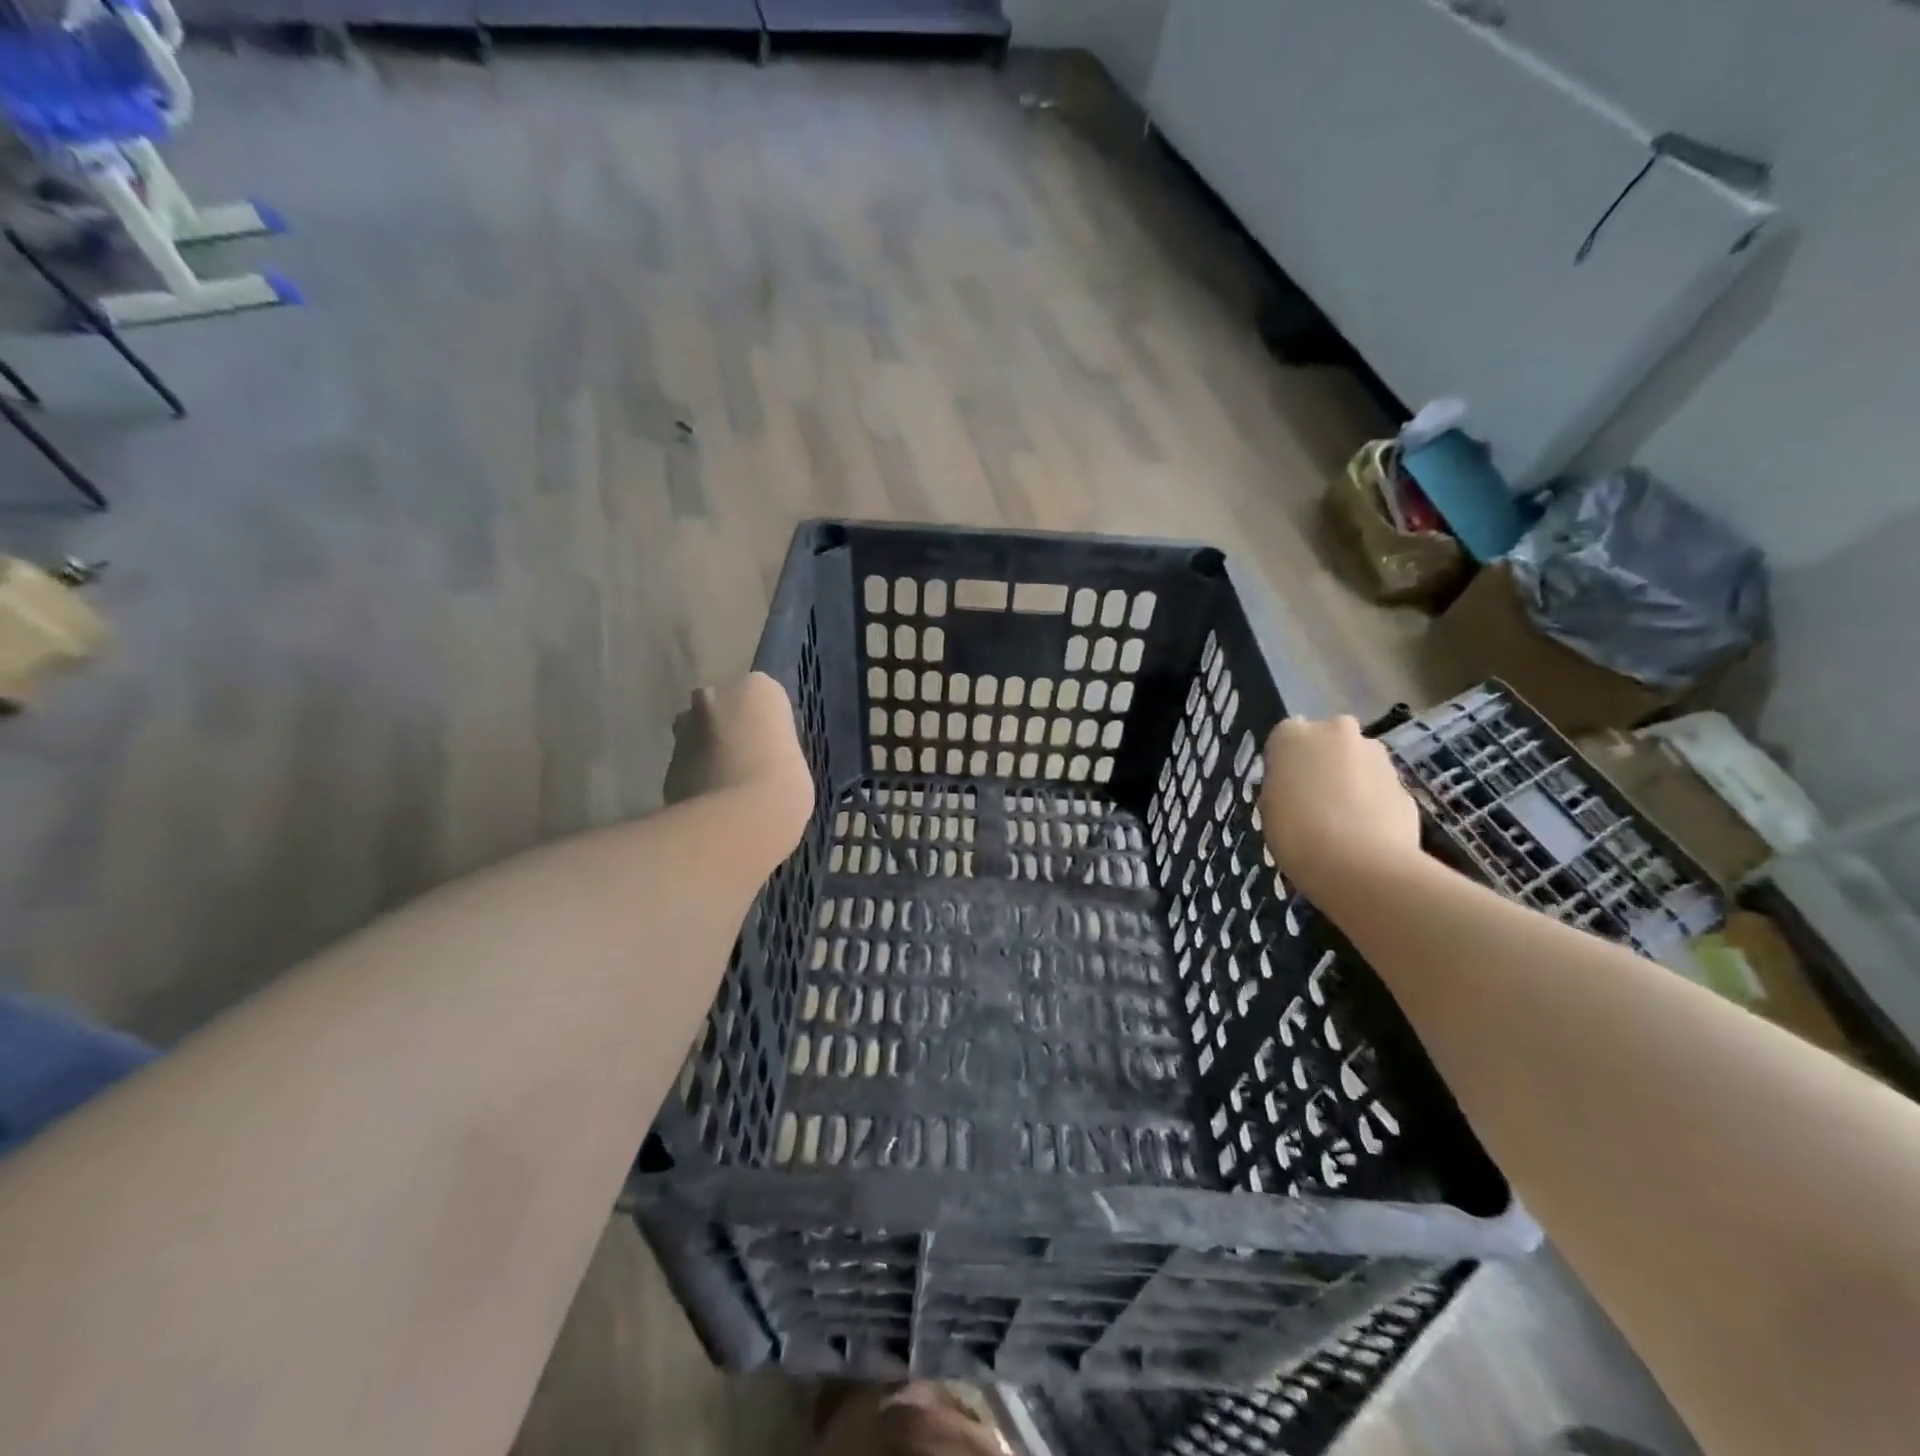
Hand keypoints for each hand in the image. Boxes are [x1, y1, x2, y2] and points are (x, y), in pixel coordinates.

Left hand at [664, 673, 814, 843]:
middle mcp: (716, 696)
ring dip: (708, 750)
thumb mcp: (795, 758)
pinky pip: (687, 764)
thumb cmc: (784, 784)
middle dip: (730, 727)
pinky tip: (711, 801)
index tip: (774, 748)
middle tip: (748, 762)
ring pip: (698, 733)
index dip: (767, 724)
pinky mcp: (667, 761)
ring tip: (728, 784)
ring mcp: (686, 728)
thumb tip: (762, 756)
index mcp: (757, 689)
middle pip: (723, 707)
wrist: (739, 821)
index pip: (763, 696)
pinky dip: (695, 776)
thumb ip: (773, 746)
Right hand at [1260, 716, 1421, 900]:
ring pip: (1358, 763)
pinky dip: (1374, 804)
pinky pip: (1380, 789)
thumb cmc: (1296, 832)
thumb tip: (1299, 786)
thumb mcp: (1270, 807)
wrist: (1360, 865)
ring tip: (1342, 823)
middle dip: (1324, 763)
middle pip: (1327, 742)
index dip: (1286, 763)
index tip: (1284, 788)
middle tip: (1314, 800)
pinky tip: (1366, 834)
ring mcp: (1376, 755)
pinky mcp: (1405, 784)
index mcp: (1293, 734)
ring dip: (1351, 782)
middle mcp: (1336, 731)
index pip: (1285, 737)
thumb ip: (1285, 784)